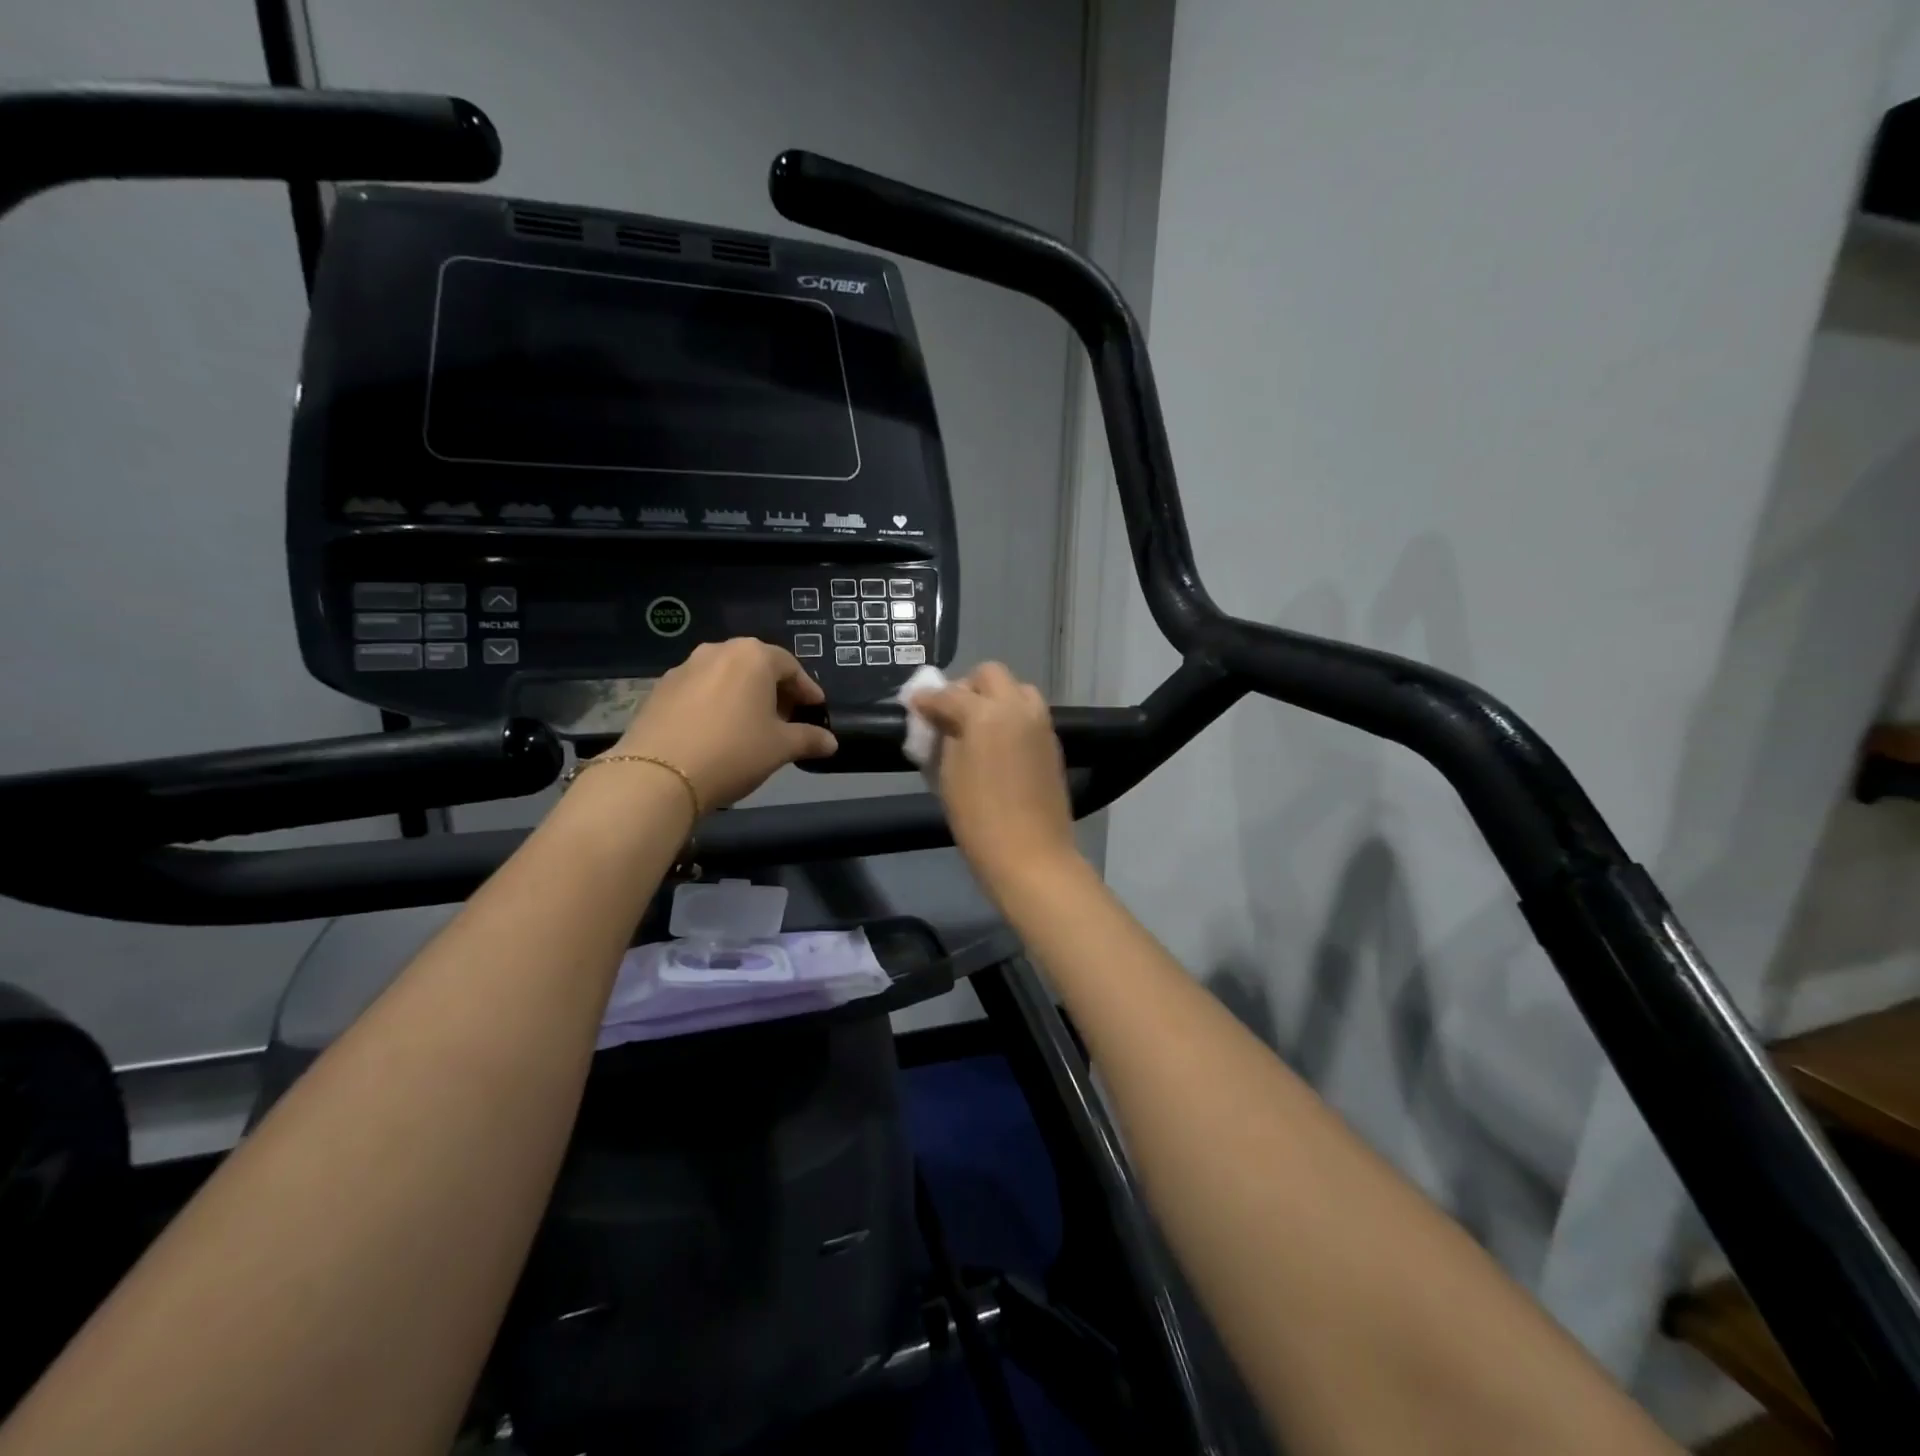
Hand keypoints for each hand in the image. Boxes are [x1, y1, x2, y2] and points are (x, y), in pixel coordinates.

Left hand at [611, 639, 837, 809]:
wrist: (658, 775)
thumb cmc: (734, 751)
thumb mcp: (780, 747)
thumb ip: (808, 739)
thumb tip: (831, 742)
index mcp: (752, 656)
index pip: (790, 666)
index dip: (807, 690)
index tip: (816, 709)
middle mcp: (717, 651)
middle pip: (756, 667)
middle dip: (774, 691)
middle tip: (786, 718)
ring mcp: (684, 669)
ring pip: (725, 677)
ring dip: (743, 696)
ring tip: (751, 726)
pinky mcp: (659, 690)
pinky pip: (699, 692)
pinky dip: (715, 705)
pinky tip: (718, 732)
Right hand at [910, 663, 1078, 890]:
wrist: (1030, 855)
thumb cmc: (978, 819)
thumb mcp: (947, 775)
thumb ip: (943, 737)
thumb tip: (939, 719)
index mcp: (985, 713)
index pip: (949, 694)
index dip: (927, 699)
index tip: (915, 706)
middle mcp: (1017, 707)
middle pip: (990, 675)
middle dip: (967, 687)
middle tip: (951, 713)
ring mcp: (1040, 723)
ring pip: (1016, 689)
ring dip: (994, 697)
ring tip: (978, 726)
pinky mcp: (1053, 742)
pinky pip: (1029, 712)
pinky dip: (1011, 715)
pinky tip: (998, 743)